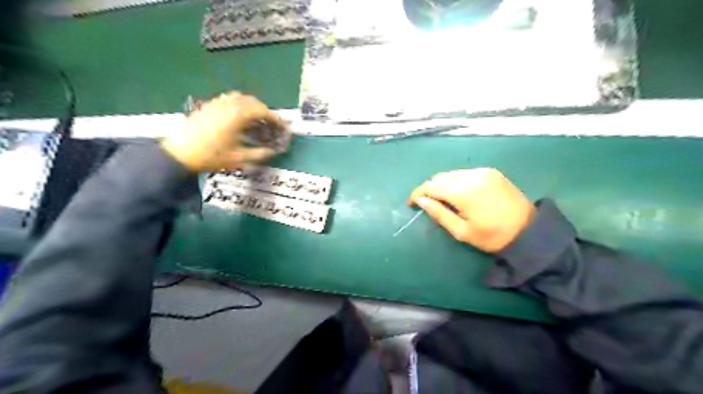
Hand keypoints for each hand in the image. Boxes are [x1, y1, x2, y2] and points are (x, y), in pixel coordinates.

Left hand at [160, 92, 287, 172]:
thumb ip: (259, 154)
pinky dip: (238, 104)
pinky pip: (227, 99)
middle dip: (264, 111)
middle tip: (270, 123)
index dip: (275, 118)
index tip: (283, 125)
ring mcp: (216, 103)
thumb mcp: (238, 158)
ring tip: (255, 119)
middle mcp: (228, 105)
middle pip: (252, 101)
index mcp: (237, 115)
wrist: (180, 154)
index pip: (262, 111)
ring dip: (251, 105)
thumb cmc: (211, 156)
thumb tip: (272, 152)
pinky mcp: (208, 106)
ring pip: (239, 97)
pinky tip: (237, 116)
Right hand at [407, 168, 532, 252]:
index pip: (431, 186)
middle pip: (441, 177)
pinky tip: (458, 193)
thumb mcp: (462, 231)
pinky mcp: (491, 172)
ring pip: (452, 173)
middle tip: (426, 203)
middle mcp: (472, 175)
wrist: (529, 231)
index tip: (411, 203)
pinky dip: (456, 181)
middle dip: (430, 188)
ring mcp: (483, 171)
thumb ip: (438, 213)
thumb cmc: (492, 236)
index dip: (418, 193)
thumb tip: (420, 200)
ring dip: (442, 184)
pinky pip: (465, 173)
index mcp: (464, 191)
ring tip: (441, 199)